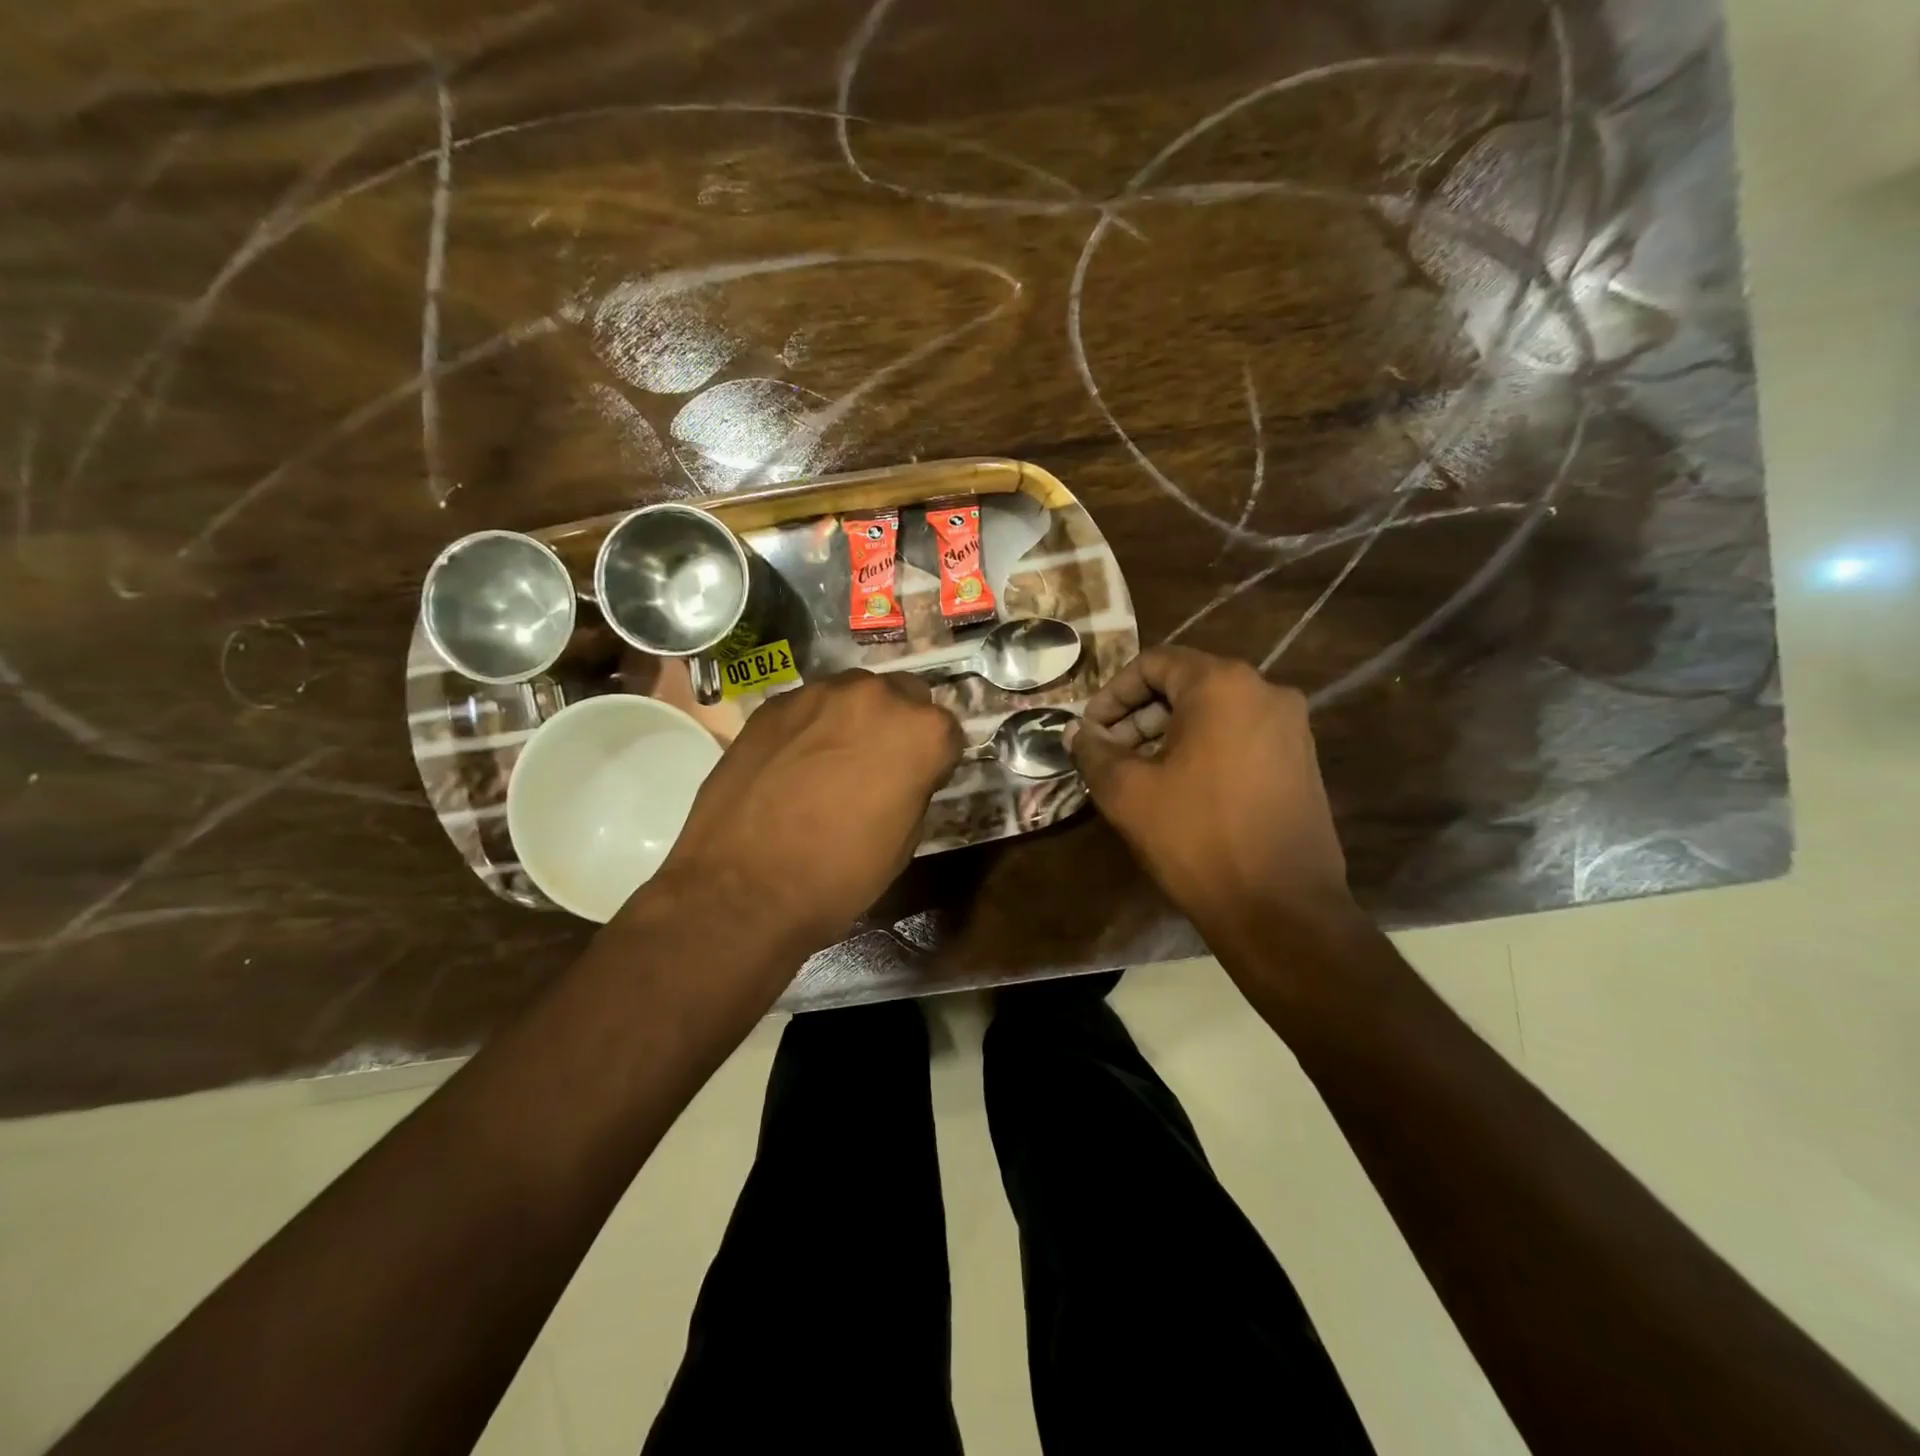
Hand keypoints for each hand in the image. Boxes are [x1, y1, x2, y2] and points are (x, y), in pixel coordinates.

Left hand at [648, 670, 962, 956]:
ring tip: (833, 761)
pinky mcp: (773, 703)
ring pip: (853, 694)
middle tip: (879, 764)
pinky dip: (812, 726)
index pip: (946, 730)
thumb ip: (914, 787)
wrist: (743, 888)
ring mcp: (819, 693)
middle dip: (899, 724)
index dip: (935, 758)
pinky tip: (794, 763)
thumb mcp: (903, 841)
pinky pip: (809, 706)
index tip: (920, 780)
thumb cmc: (838, 875)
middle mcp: (875, 696)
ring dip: (855, 719)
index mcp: (920, 732)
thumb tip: (905, 774)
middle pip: (903, 696)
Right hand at [1068, 647, 1354, 938]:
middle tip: (1107, 755)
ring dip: (1167, 734)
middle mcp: (1265, 692)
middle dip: (1138, 716)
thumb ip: (1094, 752)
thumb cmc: (1197, 837)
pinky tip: (1179, 789)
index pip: (1154, 663)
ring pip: (1214, 712)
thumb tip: (1076, 732)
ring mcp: (1291, 727)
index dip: (1113, 693)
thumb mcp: (1127, 792)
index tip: (1090, 730)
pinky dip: (1203, 749)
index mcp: (1223, 685)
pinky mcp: (1302, 761)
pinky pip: (1240, 736)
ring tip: (1137, 776)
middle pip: (1186, 685)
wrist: (1281, 908)